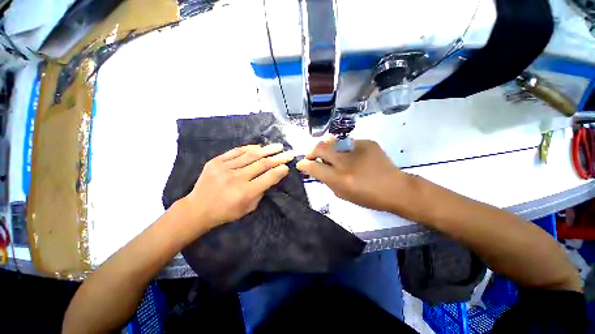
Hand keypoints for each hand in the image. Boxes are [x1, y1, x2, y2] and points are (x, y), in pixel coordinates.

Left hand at [182, 143, 293, 231]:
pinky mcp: (216, 162)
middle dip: (278, 158)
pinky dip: (249, 148)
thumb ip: (261, 192)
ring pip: (251, 155)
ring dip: (267, 150)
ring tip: (278, 146)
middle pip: (262, 164)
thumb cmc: (226, 212)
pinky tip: (259, 147)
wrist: (197, 208)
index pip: (268, 177)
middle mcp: (236, 178)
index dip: (280, 170)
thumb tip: (272, 176)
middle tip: (289, 153)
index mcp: (245, 193)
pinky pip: (236, 151)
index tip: (287, 166)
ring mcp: (224, 168)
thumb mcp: (248, 208)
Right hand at [296, 136, 411, 212]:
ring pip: (333, 142)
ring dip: (327, 148)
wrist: (396, 188)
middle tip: (311, 155)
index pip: (314, 167)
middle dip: (311, 151)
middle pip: (320, 148)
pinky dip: (345, 149)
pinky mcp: (368, 143)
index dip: (304, 164)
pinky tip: (351, 155)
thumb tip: (316, 168)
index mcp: (340, 179)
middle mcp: (346, 162)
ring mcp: (358, 149)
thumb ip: (327, 180)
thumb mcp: (343, 194)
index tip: (301, 164)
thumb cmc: (368, 197)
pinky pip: (348, 143)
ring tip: (330, 153)